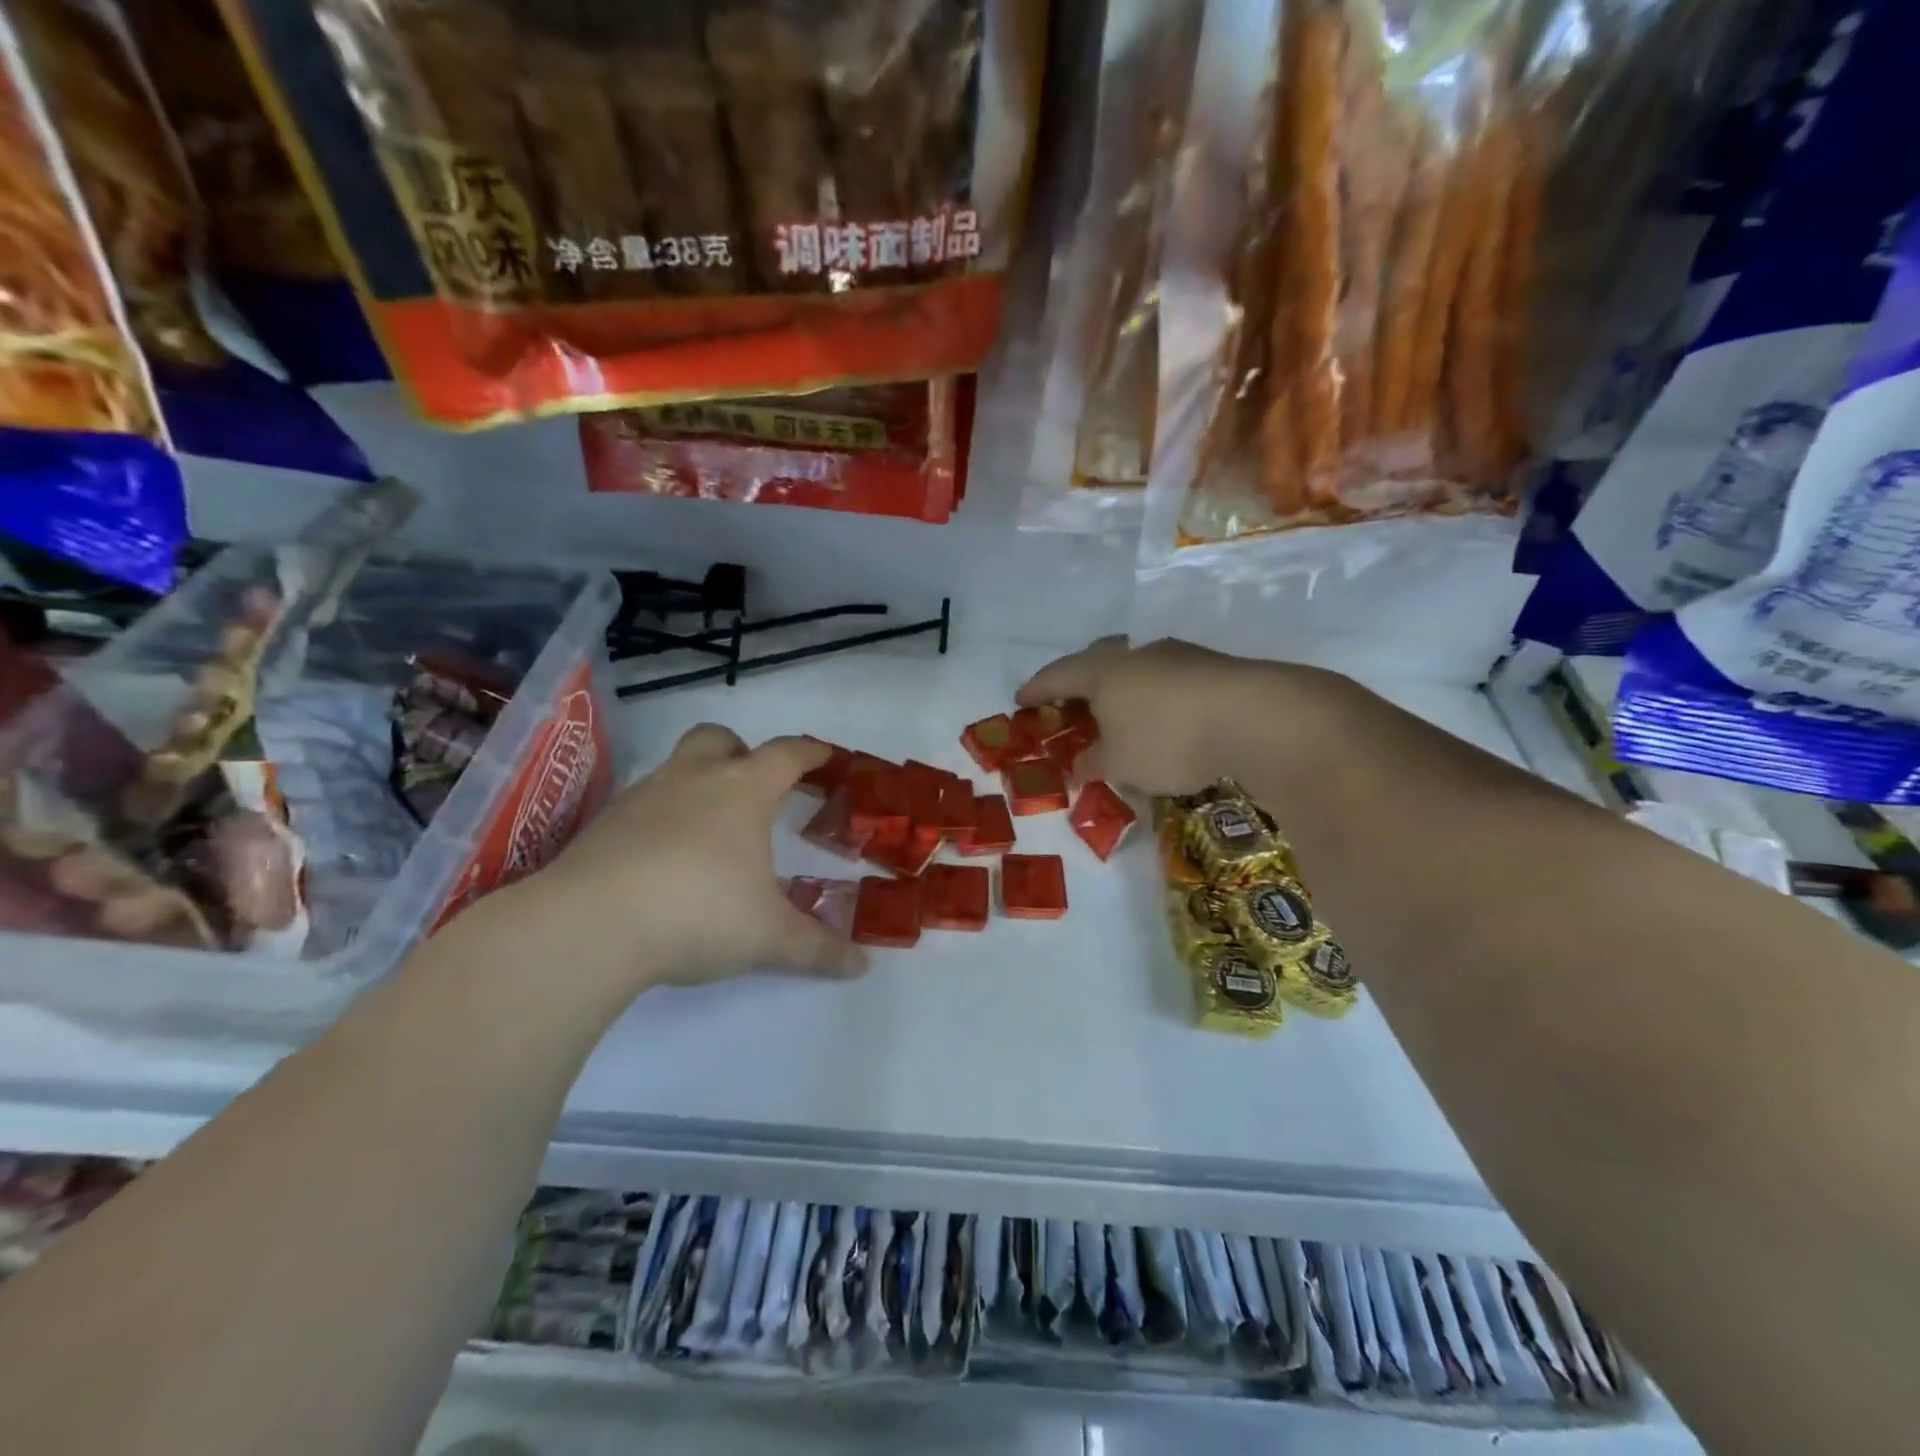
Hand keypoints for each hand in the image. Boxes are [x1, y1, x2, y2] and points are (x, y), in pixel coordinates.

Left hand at [499, 724, 864, 997]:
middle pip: (720, 739)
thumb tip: (862, 966)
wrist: (588, 926)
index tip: (825, 757)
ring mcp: (642, 797)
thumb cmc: (698, 913)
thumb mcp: (768, 938)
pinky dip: (661, 817)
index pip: (786, 754)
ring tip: (710, 829)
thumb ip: (818, 949)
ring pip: (676, 767)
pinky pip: (643, 804)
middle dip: (742, 752)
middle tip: (756, 785)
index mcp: (742, 791)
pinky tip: (664, 858)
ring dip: (698, 783)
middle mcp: (692, 779)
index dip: (810, 752)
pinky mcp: (603, 825)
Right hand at [1018, 637, 1328, 795]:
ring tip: (1119, 718)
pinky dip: (1154, 701)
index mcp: (1102, 671)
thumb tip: (1080, 764)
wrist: (1256, 717)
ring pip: (1136, 671)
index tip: (1020, 700)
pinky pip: (1167, 682)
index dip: (1036, 689)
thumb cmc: (1168, 739)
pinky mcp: (1212, 668)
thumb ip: (1093, 762)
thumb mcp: (1120, 764)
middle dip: (1079, 685)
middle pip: (1096, 664)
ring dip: (1121, 693)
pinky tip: (1164, 723)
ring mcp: (1177, 657)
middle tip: (1069, 705)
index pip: (1056, 675)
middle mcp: (1136, 655)